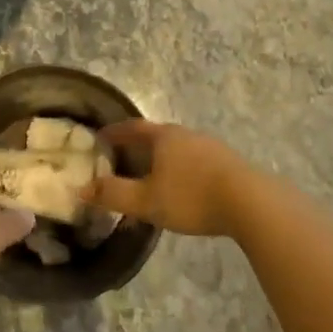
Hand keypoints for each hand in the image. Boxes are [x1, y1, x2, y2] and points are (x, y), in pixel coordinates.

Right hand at [82, 121, 258, 236]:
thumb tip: (82, 189)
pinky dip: (182, 169)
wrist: (250, 203)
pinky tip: (184, 187)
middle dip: (138, 146)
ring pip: (178, 148)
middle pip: (156, 135)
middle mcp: (186, 134)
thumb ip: (114, 194)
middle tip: (123, 159)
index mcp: (163, 137)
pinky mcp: (228, 163)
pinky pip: (196, 161)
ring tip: (152, 175)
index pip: (132, 128)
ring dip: (162, 158)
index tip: (100, 138)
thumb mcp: (146, 201)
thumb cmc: (191, 197)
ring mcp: (210, 147)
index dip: (115, 133)